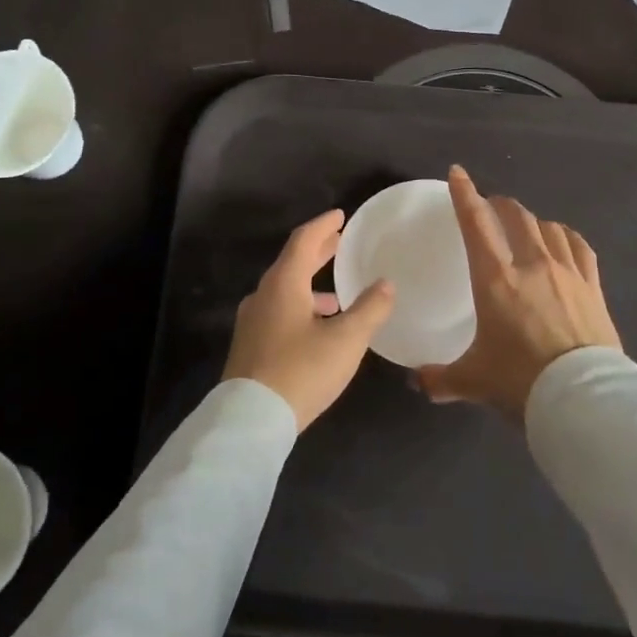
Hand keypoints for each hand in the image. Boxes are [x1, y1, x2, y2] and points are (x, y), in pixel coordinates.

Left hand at [222, 209, 394, 430]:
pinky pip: (279, 311)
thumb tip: (386, 284)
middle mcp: (263, 295)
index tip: (341, 216)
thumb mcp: (346, 340)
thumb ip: (369, 309)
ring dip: (311, 285)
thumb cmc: (301, 371)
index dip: (323, 226)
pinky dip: (302, 307)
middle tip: (340, 242)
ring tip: (338, 295)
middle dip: (318, 252)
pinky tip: (319, 330)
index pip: (303, 240)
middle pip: (292, 263)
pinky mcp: (250, 345)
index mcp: (283, 284)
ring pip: (285, 290)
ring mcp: (253, 321)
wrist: (250, 420)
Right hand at [416, 166, 621, 421]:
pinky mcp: (593, 287)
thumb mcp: (473, 381)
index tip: (458, 174)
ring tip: (526, 225)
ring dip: (533, 220)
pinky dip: (566, 237)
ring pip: (549, 228)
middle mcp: (532, 265)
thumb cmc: (520, 381)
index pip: (476, 225)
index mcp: (496, 279)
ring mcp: (567, 273)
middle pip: (516, 217)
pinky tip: (563, 240)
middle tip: (491, 206)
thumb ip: (441, 378)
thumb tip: (418, 382)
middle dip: (500, 204)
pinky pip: (579, 247)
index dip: (464, 195)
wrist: (582, 397)